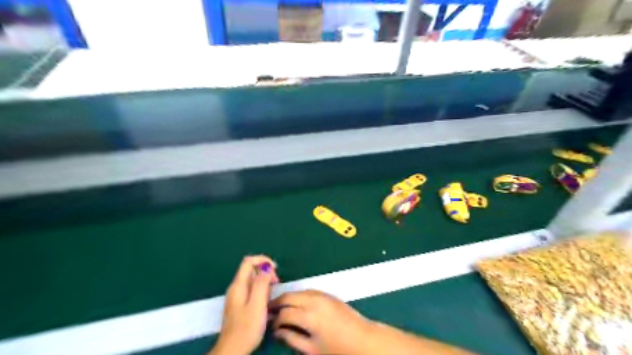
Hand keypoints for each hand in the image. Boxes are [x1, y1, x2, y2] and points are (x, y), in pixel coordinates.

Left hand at [212, 255, 277, 354]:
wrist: (233, 349)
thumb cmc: (247, 327)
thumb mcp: (257, 304)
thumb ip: (261, 283)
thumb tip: (266, 267)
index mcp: (238, 285)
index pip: (248, 261)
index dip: (263, 260)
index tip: (275, 269)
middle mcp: (236, 287)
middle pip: (251, 269)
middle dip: (266, 272)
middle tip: (276, 283)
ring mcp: (237, 296)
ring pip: (252, 279)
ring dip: (265, 282)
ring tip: (272, 294)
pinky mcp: (239, 304)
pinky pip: (252, 289)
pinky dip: (261, 290)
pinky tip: (266, 301)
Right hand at [269, 290, 370, 353]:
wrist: (363, 339)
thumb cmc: (338, 349)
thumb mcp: (312, 350)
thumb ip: (292, 338)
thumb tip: (277, 331)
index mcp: (309, 317)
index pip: (284, 313)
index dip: (274, 320)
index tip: (270, 326)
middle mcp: (314, 301)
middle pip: (288, 296)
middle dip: (277, 303)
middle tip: (269, 311)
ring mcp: (322, 295)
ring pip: (298, 291)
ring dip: (287, 297)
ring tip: (280, 307)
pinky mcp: (328, 294)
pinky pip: (308, 291)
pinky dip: (299, 295)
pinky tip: (296, 303)